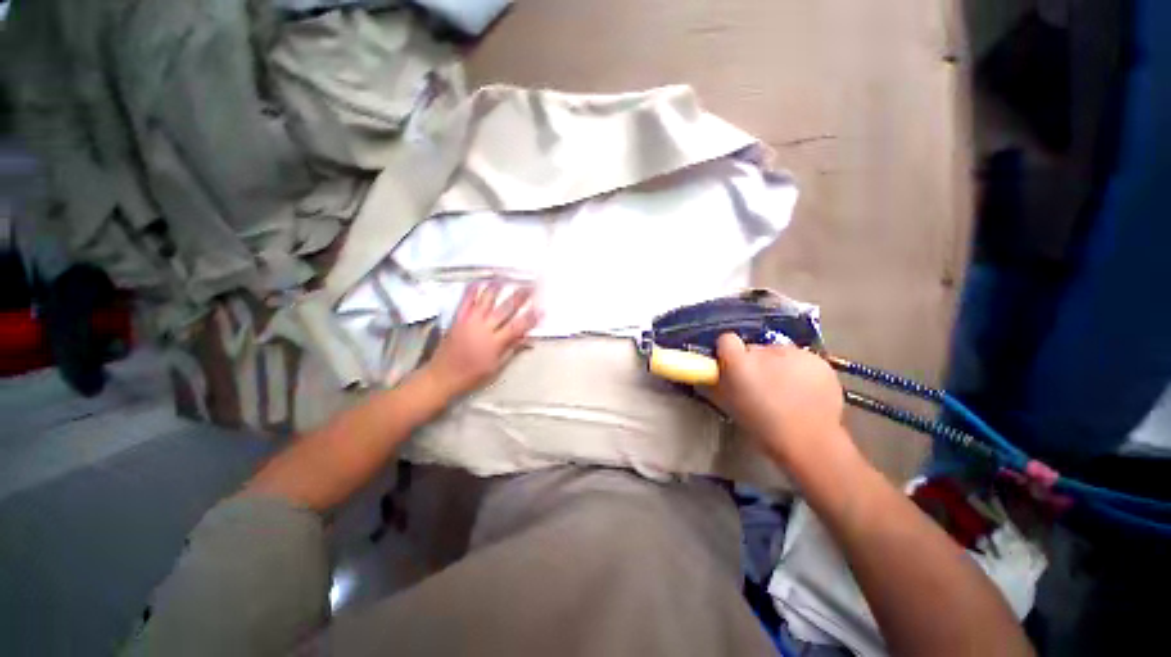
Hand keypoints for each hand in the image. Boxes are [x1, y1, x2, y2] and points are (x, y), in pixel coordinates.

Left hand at [424, 281, 541, 398]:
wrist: (442, 376)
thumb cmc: (472, 376)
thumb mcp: (496, 367)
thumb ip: (512, 350)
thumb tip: (528, 338)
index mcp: (495, 343)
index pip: (517, 327)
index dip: (530, 318)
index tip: (541, 309)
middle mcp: (483, 329)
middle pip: (505, 309)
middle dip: (520, 296)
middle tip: (530, 285)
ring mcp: (469, 321)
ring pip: (486, 300)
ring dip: (497, 288)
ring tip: (506, 277)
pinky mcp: (458, 318)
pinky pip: (466, 301)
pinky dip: (472, 290)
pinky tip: (479, 281)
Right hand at [704, 333, 851, 468]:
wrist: (810, 444)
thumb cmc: (762, 427)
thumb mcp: (729, 406)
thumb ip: (716, 384)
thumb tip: (710, 374)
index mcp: (739, 363)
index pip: (726, 340)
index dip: (728, 353)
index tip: (731, 368)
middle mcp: (765, 351)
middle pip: (755, 349)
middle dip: (755, 363)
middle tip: (761, 385)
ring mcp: (796, 354)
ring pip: (780, 353)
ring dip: (778, 366)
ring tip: (786, 391)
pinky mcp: (818, 360)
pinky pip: (802, 360)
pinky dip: (800, 371)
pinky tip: (804, 392)